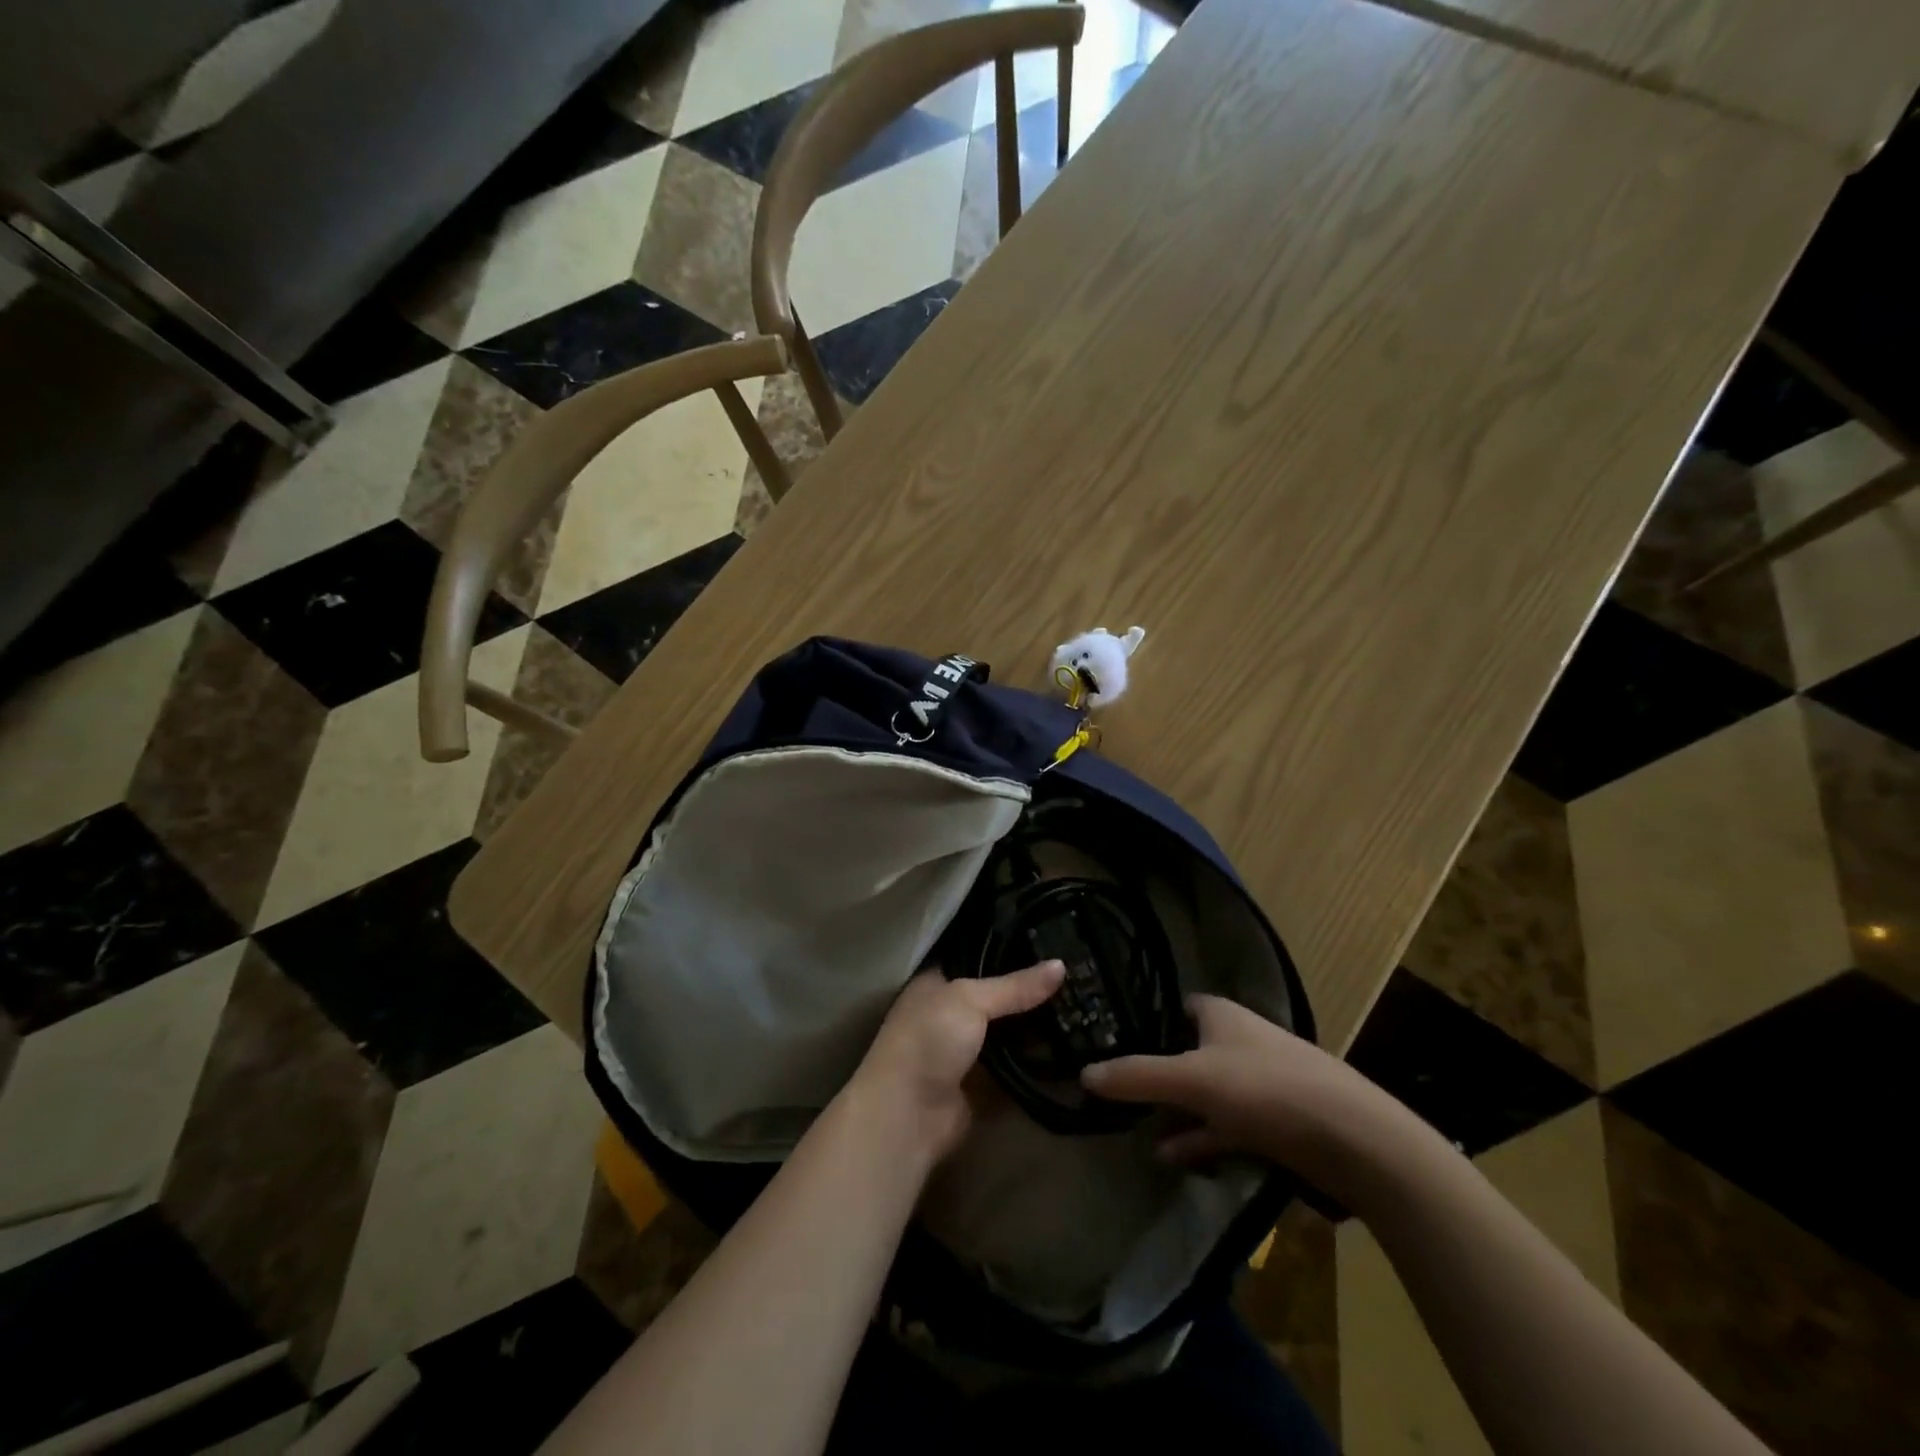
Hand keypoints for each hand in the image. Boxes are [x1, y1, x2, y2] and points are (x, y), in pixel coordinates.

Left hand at [849, 962, 1065, 1163]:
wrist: (908, 1116)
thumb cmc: (929, 1040)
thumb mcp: (970, 1000)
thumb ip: (1015, 986)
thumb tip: (1061, 965)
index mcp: (940, 982)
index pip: (982, 957)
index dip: (1015, 951)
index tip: (1055, 944)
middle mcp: (953, 1012)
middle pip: (1001, 997)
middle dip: (1034, 991)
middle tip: (1080, 977)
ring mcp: (969, 1050)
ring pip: (1012, 1031)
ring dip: (1041, 1026)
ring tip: (1085, 1006)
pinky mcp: (984, 1084)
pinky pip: (1018, 1065)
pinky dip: (1040, 1059)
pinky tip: (1074, 1045)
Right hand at [1081, 993, 1416, 1201]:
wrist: (1356, 1140)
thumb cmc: (1265, 1089)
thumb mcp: (1191, 1081)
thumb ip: (1137, 1077)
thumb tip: (1085, 1073)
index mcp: (1221, 1014)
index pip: (1177, 1007)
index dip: (1148, 1021)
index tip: (1115, 1042)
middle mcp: (1240, 1039)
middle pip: (1189, 1051)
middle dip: (1159, 1074)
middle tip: (1122, 1093)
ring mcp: (1262, 1081)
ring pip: (1208, 1092)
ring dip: (1178, 1112)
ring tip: (1140, 1132)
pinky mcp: (1279, 1121)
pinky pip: (1229, 1125)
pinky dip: (1203, 1138)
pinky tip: (1175, 1157)